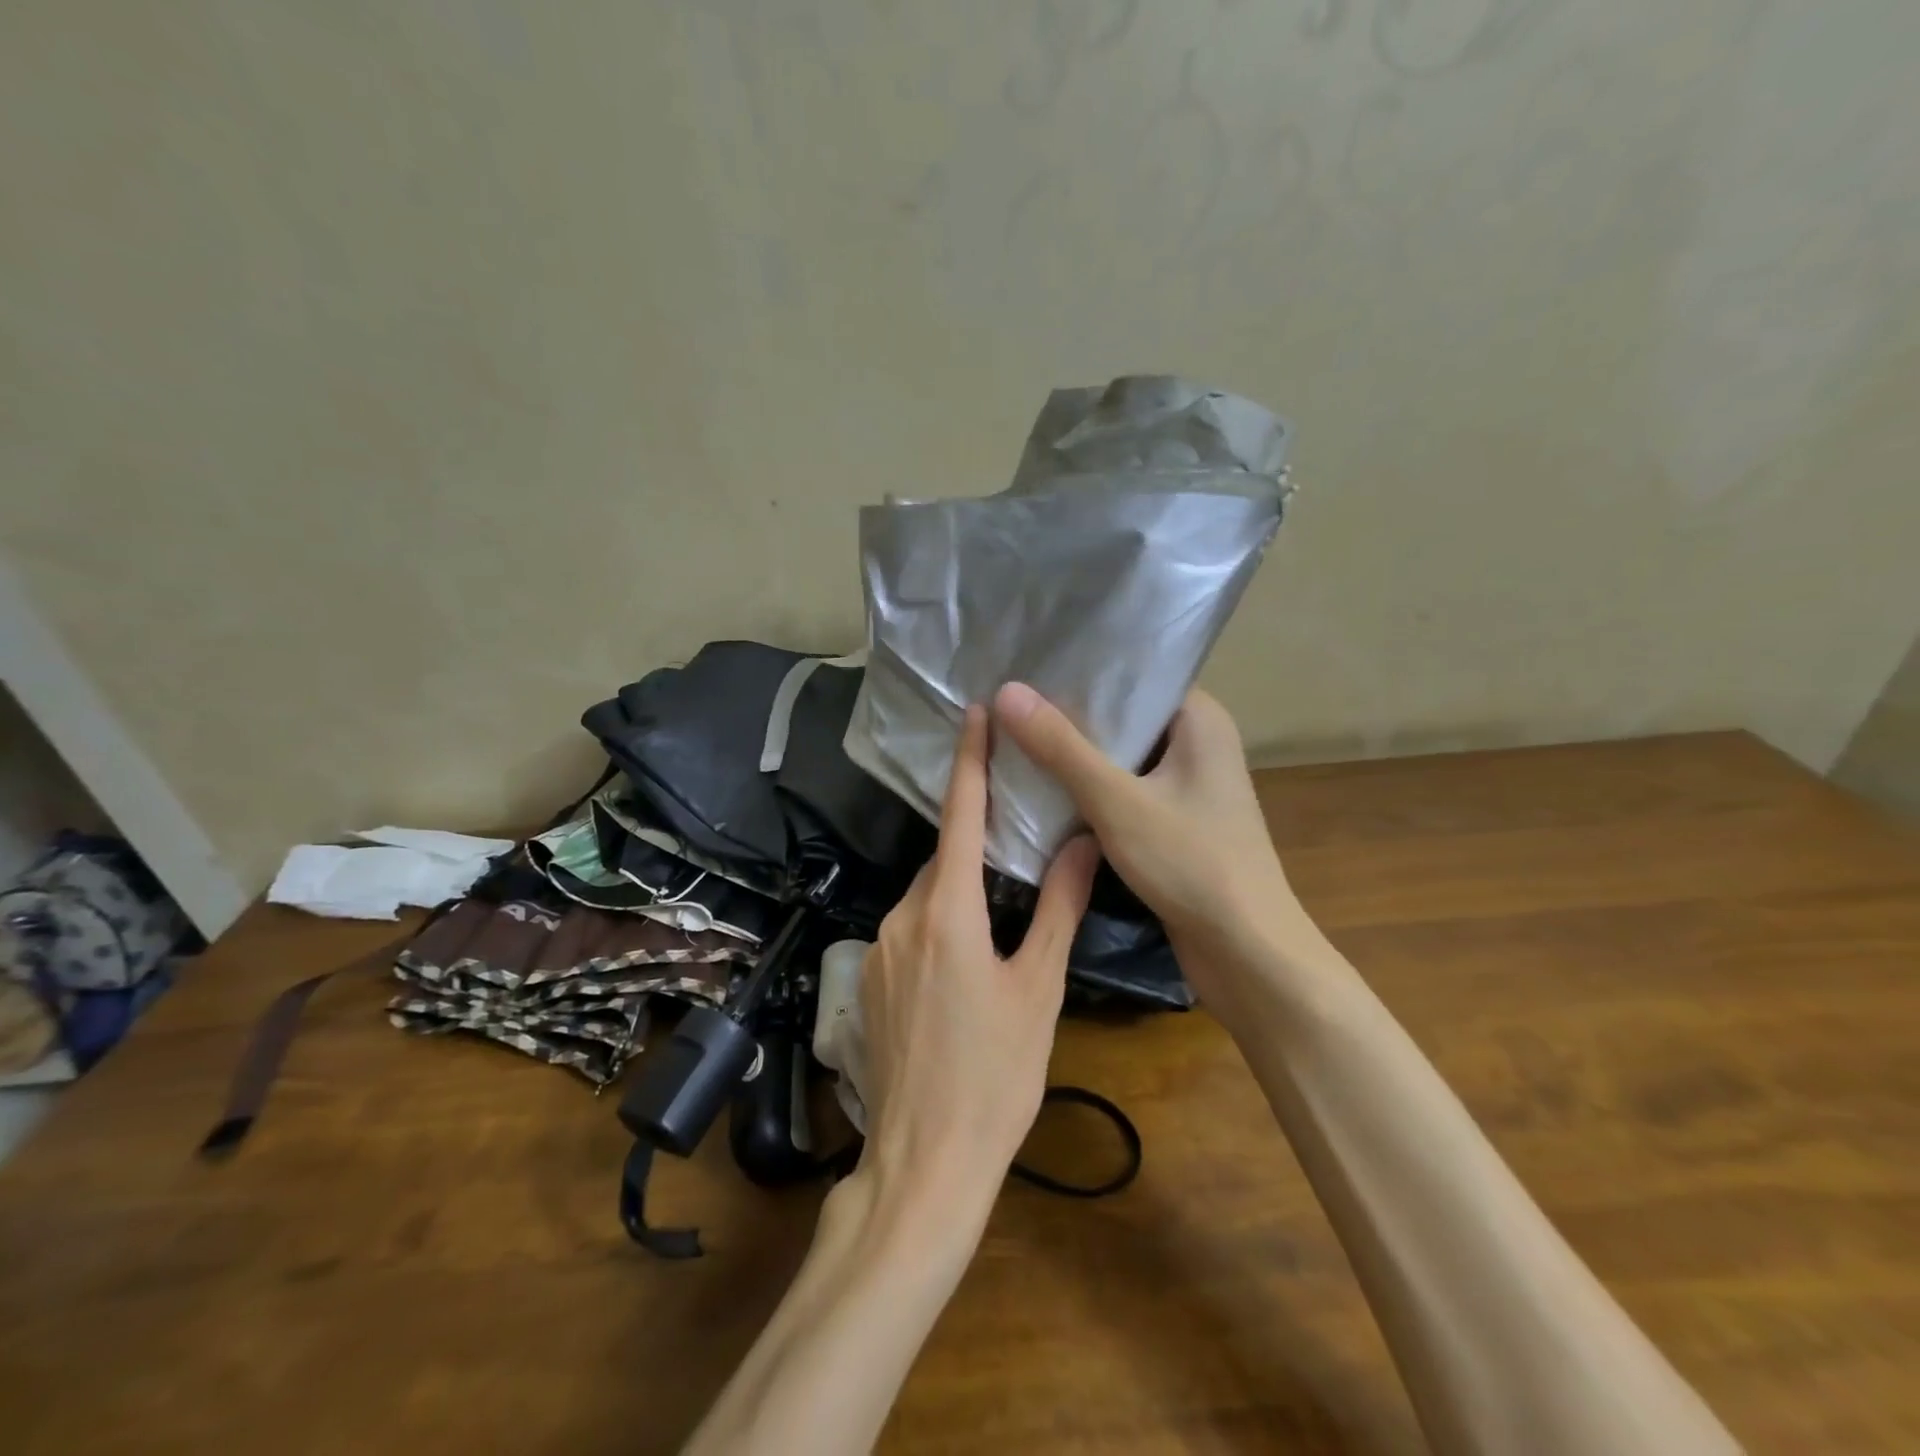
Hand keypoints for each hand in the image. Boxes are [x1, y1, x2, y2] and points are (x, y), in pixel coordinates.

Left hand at [859, 705, 1099, 1202]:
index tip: (973, 713)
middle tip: (1016, 840)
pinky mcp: (867, 980)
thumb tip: (1085, 843)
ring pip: (925, 896)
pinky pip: (907, 929)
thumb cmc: (995, 1075)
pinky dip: (937, 923)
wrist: (923, 1162)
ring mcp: (876, 949)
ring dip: (958, 890)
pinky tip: (963, 962)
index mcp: (947, 910)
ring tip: (997, 914)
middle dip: (975, 843)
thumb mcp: (1039, 989)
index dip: (970, 759)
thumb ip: (1059, 909)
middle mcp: (901, 916)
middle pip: (943, 859)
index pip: (960, 815)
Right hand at [995, 683, 1304, 970]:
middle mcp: (1197, 742)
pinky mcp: (1174, 820)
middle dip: (1069, 713)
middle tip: (1007, 699)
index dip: (1081, 668)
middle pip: (1122, 715)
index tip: (1026, 663)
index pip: (1134, 674)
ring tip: (1014, 733)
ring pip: (1120, 756)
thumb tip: (1006, 691)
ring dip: (1075, 754)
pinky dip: (1089, 788)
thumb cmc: (1192, 863)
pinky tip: (1042, 786)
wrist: (1246, 952)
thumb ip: (1061, 747)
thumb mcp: (1117, 801)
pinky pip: (1123, 789)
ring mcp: (1187, 784)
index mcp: (1199, 719)